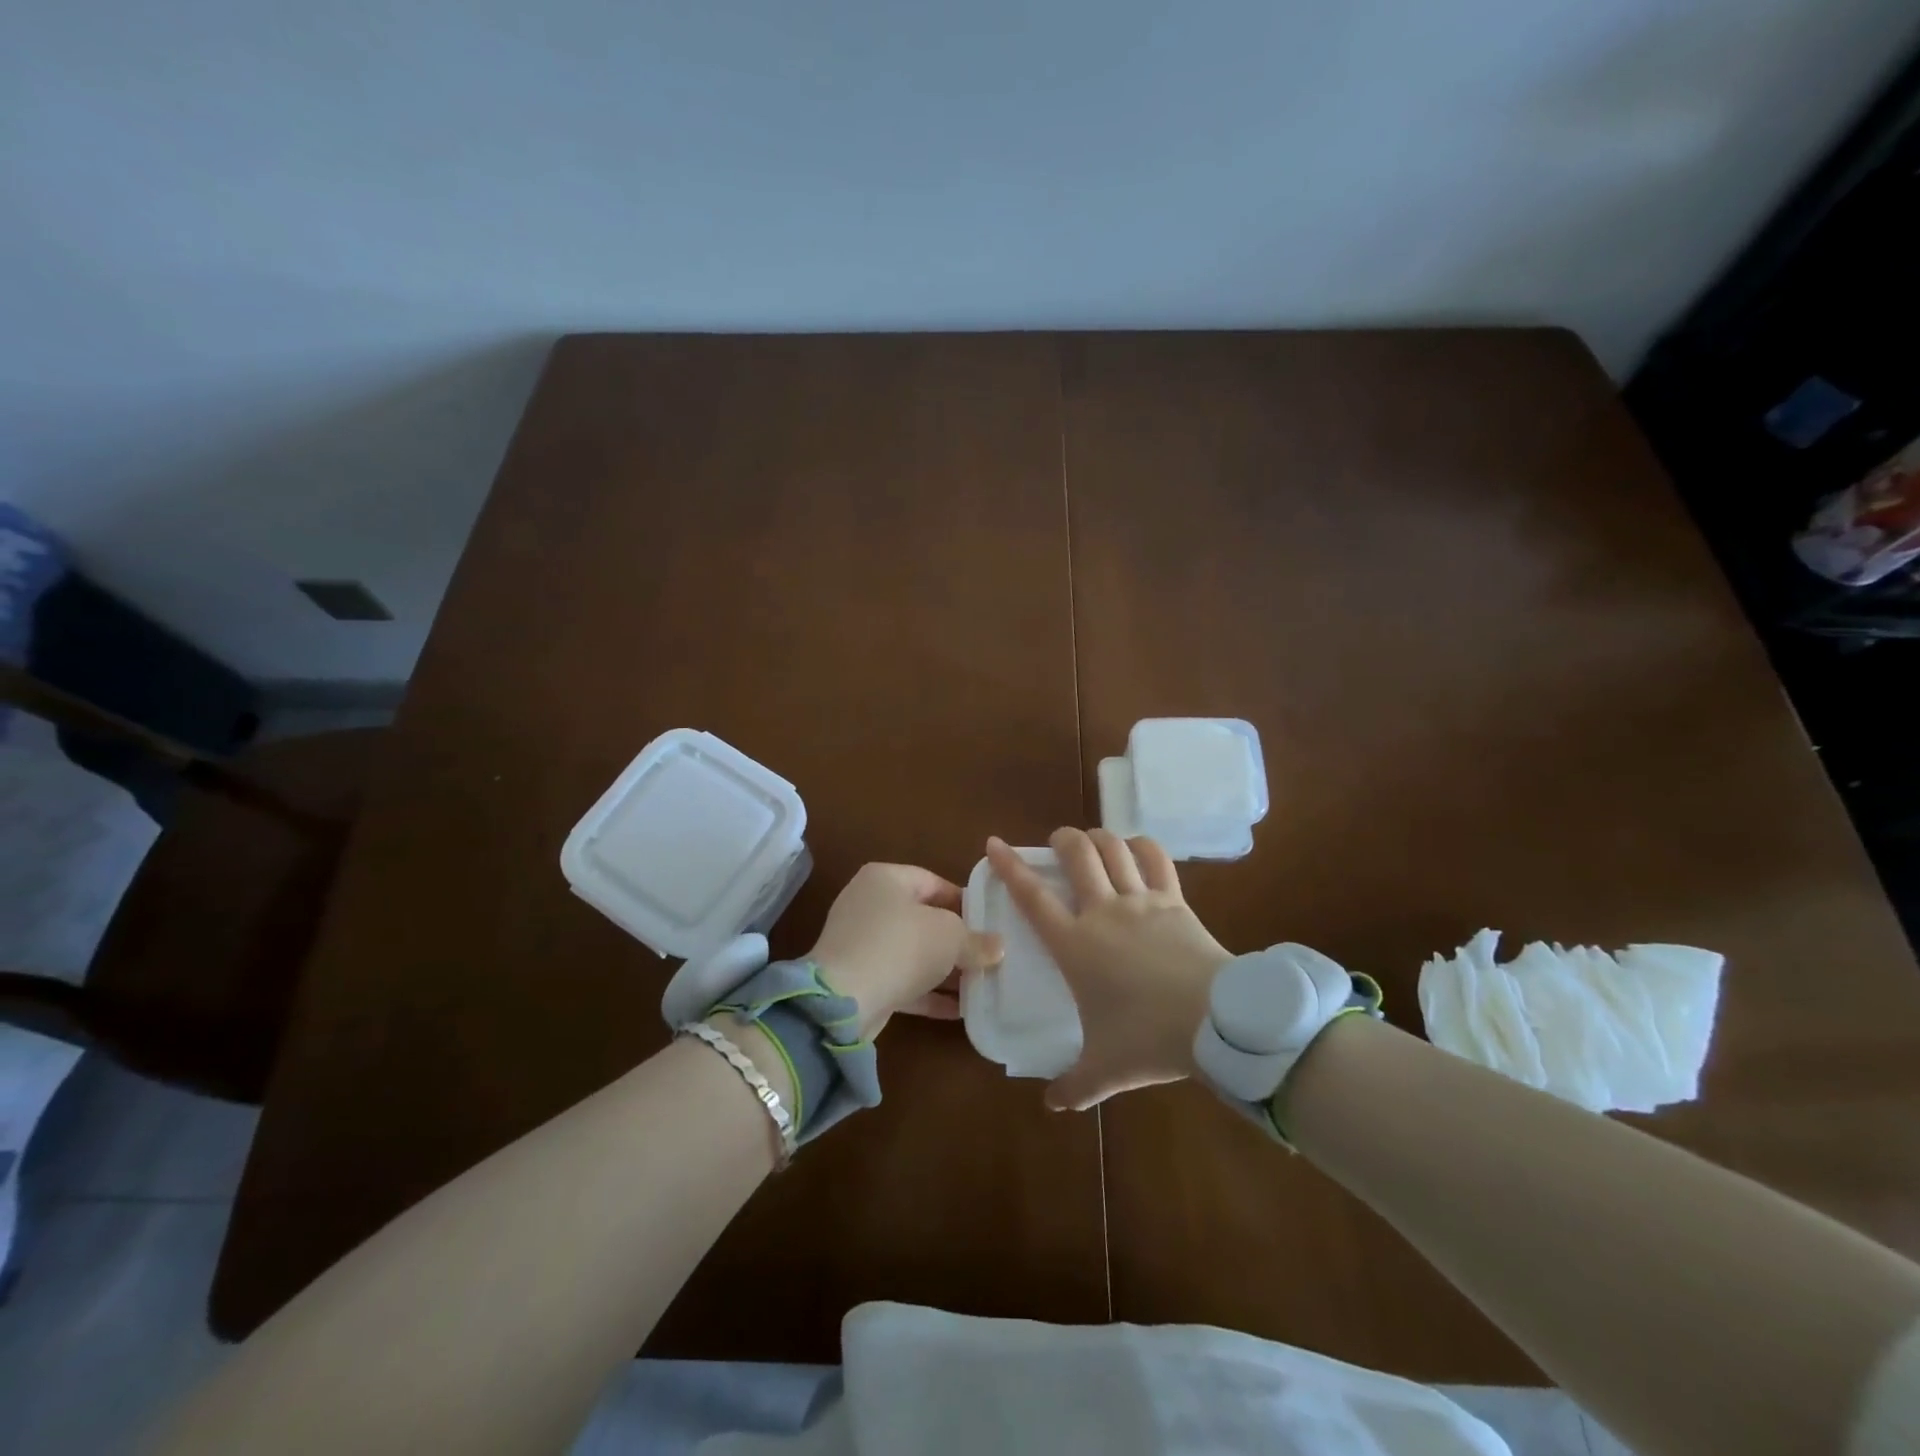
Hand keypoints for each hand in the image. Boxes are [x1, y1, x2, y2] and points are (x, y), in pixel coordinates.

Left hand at [807, 863, 1002, 1038]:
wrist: (844, 1000)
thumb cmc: (900, 947)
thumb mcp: (950, 937)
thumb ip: (976, 940)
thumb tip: (997, 947)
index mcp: (886, 878)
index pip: (934, 882)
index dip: (965, 902)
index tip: (991, 923)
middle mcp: (869, 904)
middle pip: (924, 918)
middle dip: (956, 940)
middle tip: (988, 955)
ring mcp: (861, 943)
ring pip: (913, 952)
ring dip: (944, 969)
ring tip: (980, 984)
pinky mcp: (860, 978)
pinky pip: (902, 979)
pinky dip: (928, 991)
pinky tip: (960, 1009)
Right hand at [986, 830, 1230, 1110]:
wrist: (1214, 1021)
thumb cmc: (1148, 1039)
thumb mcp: (1105, 1070)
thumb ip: (1074, 1086)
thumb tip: (1052, 1104)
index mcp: (1074, 945)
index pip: (1032, 897)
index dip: (1009, 866)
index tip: (994, 843)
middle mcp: (1102, 911)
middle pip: (1076, 855)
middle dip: (1062, 840)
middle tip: (1058, 843)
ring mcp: (1140, 900)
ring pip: (1113, 848)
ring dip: (1098, 837)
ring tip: (1093, 841)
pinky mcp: (1174, 899)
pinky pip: (1156, 859)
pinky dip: (1143, 846)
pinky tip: (1137, 848)